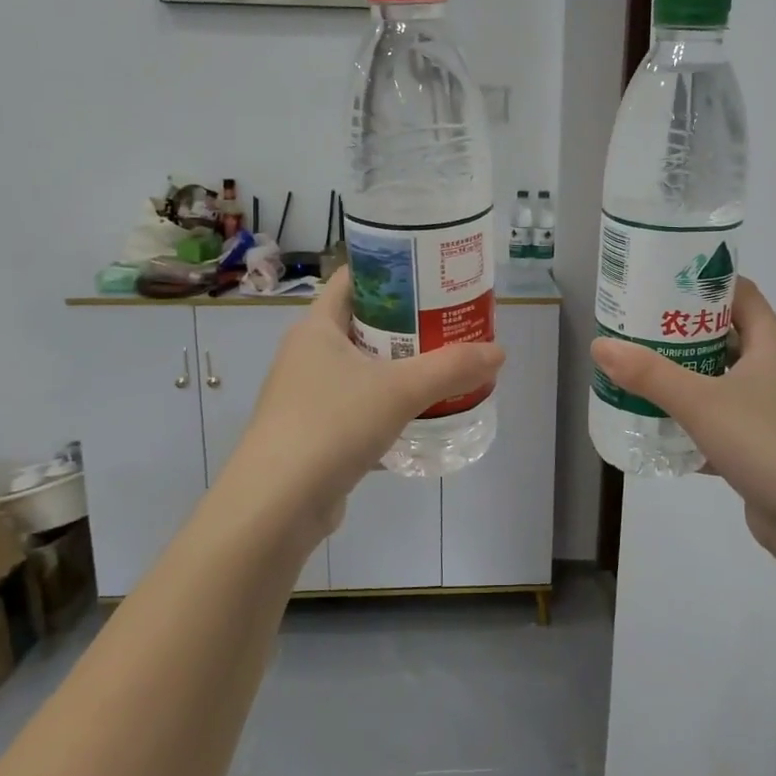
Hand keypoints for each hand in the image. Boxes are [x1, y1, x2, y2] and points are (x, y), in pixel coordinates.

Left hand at [232, 270, 504, 534]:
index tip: (431, 272)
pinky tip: (420, 414)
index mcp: (317, 327)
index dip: (391, 270)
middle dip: (407, 322)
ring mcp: (307, 395)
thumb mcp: (400, 390)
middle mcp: (307, 354)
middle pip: (363, 323)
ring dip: (400, 366)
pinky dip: (388, 404)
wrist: (277, 505)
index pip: (353, 279)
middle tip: (451, 321)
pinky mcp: (315, 432)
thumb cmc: (332, 425)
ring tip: (445, 364)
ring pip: (362, 368)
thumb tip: (499, 352)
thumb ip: (452, 368)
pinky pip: (358, 405)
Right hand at [589, 278, 775, 546]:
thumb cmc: (766, 443)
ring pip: (720, 380)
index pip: (739, 293)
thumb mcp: (700, 402)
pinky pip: (720, 421)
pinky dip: (692, 421)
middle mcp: (773, 370)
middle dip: (681, 331)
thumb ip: (649, 374)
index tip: (660, 281)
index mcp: (770, 345)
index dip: (703, 282)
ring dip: (684, 377)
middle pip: (725, 335)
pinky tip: (658, 426)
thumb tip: (601, 344)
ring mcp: (770, 410)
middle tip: (636, 328)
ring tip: (638, 371)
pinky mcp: (761, 446)